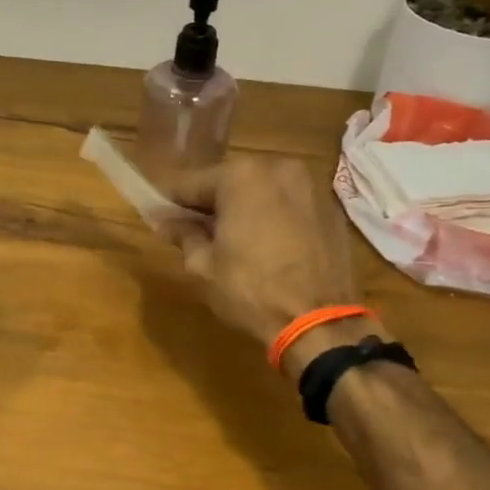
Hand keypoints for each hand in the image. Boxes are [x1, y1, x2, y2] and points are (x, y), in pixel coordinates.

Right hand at [158, 157, 380, 355]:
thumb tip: (165, 221)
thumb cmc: (251, 290)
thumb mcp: (203, 266)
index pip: (191, 183)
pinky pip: (289, 205)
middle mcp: (278, 168)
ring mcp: (310, 186)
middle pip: (230, 182)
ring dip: (244, 208)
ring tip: (233, 241)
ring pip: (262, 191)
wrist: (320, 322)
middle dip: (211, 203)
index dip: (171, 201)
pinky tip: (267, 246)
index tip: (158, 216)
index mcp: (241, 175)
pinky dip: (274, 217)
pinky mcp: (331, 209)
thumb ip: (183, 234)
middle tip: (195, 232)